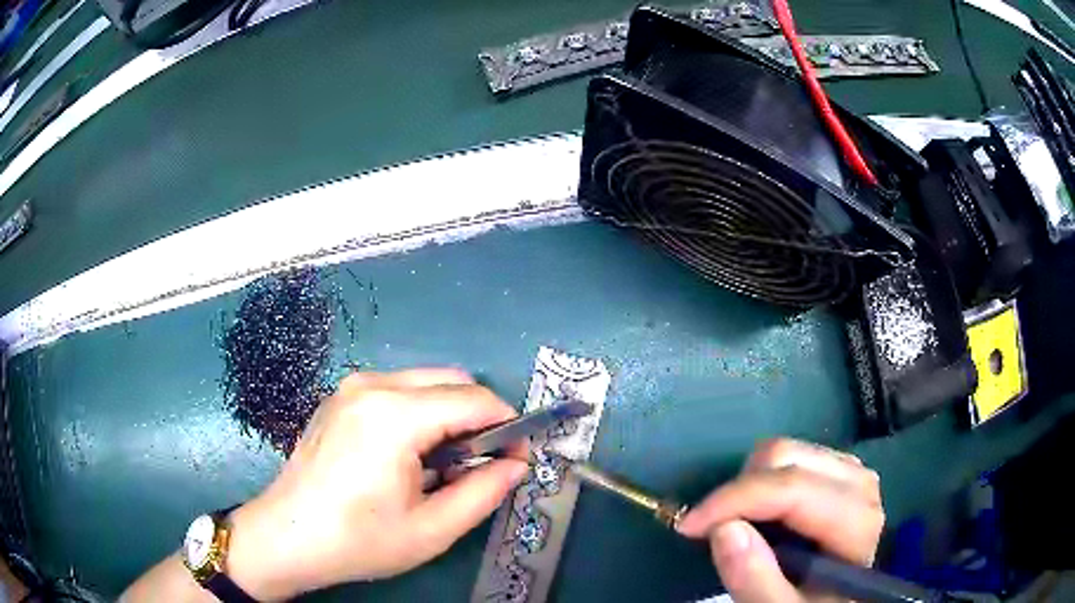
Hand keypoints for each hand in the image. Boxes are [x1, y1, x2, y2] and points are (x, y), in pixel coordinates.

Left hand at [224, 369, 528, 599]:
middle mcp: (373, 385)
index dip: (507, 426)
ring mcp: (352, 387)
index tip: (514, 459)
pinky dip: (419, 414)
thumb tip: (515, 466)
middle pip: (452, 381)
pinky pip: (398, 391)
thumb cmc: (358, 540)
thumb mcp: (432, 529)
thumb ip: (483, 492)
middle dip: (477, 418)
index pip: (475, 400)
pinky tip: (405, 457)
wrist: (287, 536)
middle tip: (477, 465)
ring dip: (448, 416)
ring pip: (425, 383)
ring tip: (439, 466)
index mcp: (396, 415)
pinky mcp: (340, 397)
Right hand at [676, 438, 884, 602]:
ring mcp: (850, 470)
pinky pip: (789, 456)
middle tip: (716, 532)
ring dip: (748, 486)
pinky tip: (760, 515)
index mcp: (856, 518)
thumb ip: (756, 581)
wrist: (834, 601)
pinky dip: (760, 481)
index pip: (791, 488)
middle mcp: (859, 481)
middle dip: (739, 492)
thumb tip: (724, 529)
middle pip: (786, 457)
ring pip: (784, 450)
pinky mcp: (836, 469)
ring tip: (740, 526)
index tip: (688, 526)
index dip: (734, 501)